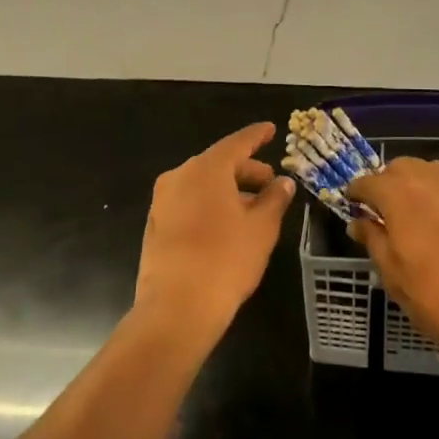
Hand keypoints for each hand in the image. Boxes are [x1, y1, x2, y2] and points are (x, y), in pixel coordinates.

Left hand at [134, 122, 294, 348]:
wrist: (175, 309)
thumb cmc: (226, 260)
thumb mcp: (262, 228)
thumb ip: (274, 199)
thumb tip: (283, 183)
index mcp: (207, 168)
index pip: (237, 143)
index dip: (257, 136)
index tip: (271, 129)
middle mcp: (180, 176)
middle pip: (218, 164)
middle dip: (246, 170)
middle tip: (270, 183)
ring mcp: (163, 201)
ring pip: (203, 185)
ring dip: (228, 191)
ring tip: (253, 209)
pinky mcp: (155, 225)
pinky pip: (189, 203)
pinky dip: (210, 205)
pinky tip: (227, 226)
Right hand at [346, 158, 438, 362]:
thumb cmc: (436, 299)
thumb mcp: (393, 275)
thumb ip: (373, 240)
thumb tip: (359, 222)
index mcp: (399, 194)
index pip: (368, 181)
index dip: (358, 193)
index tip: (355, 206)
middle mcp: (432, 180)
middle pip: (402, 167)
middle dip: (390, 183)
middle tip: (388, 212)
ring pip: (435, 172)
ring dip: (421, 185)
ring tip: (422, 215)